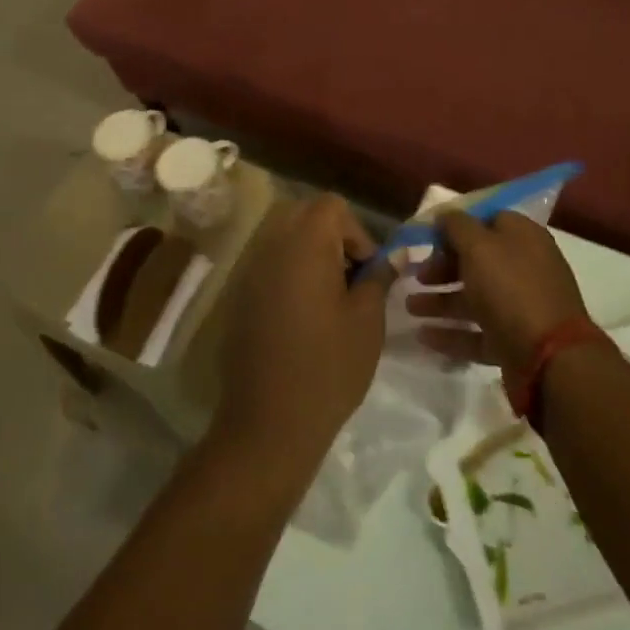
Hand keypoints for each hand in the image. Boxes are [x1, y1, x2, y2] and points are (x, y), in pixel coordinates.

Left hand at [211, 194, 393, 483]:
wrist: (268, 423)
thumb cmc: (328, 367)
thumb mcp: (367, 321)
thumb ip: (378, 277)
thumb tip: (391, 256)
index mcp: (304, 245)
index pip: (331, 206)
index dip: (356, 232)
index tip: (367, 272)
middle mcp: (270, 247)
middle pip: (304, 216)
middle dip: (333, 239)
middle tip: (351, 281)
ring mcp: (249, 272)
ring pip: (285, 240)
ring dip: (311, 257)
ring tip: (331, 302)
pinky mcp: (239, 297)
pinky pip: (269, 267)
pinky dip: (290, 276)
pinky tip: (303, 319)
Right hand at [404, 210, 587, 375]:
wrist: (549, 358)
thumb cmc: (510, 289)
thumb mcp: (478, 246)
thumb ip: (457, 226)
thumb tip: (445, 215)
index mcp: (522, 237)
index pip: (486, 221)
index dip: (456, 227)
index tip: (429, 239)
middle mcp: (524, 268)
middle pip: (477, 261)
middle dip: (442, 267)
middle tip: (418, 276)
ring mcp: (520, 307)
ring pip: (474, 298)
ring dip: (440, 300)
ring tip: (410, 307)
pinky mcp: (514, 341)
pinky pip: (477, 332)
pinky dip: (451, 333)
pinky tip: (424, 336)